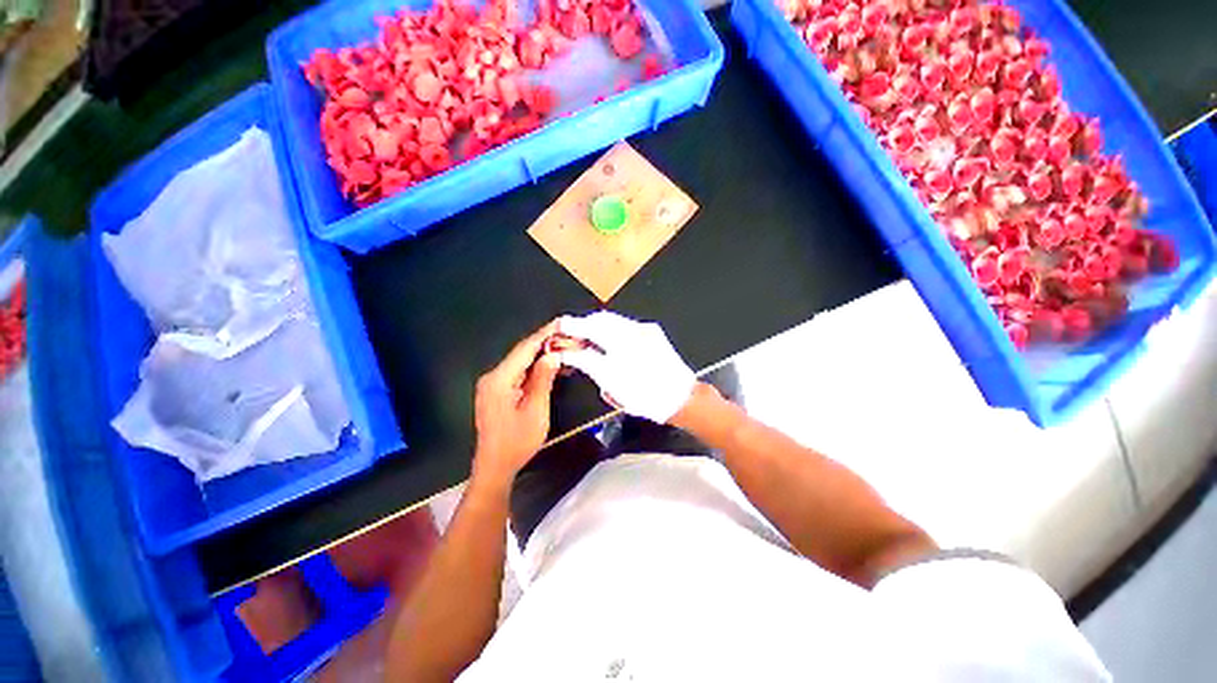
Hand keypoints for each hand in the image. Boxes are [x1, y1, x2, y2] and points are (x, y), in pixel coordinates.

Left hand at [472, 321, 561, 484]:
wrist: (494, 467)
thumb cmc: (517, 441)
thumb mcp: (536, 410)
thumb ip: (543, 379)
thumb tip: (552, 355)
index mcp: (500, 379)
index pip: (524, 349)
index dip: (543, 334)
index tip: (560, 322)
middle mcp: (492, 377)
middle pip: (520, 354)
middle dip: (543, 343)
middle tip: (566, 335)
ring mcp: (492, 385)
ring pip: (519, 363)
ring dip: (539, 355)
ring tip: (561, 347)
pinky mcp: (496, 392)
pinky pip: (517, 373)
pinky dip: (533, 368)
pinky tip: (547, 366)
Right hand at [557, 312, 695, 423]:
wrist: (681, 396)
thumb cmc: (646, 398)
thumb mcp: (613, 387)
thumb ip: (591, 366)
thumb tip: (574, 355)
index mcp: (619, 354)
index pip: (587, 336)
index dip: (570, 333)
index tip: (558, 332)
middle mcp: (631, 336)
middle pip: (598, 321)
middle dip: (581, 324)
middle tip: (569, 332)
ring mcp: (643, 331)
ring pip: (611, 319)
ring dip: (595, 323)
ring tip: (586, 332)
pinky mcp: (651, 330)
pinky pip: (624, 322)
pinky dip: (611, 325)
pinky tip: (607, 335)